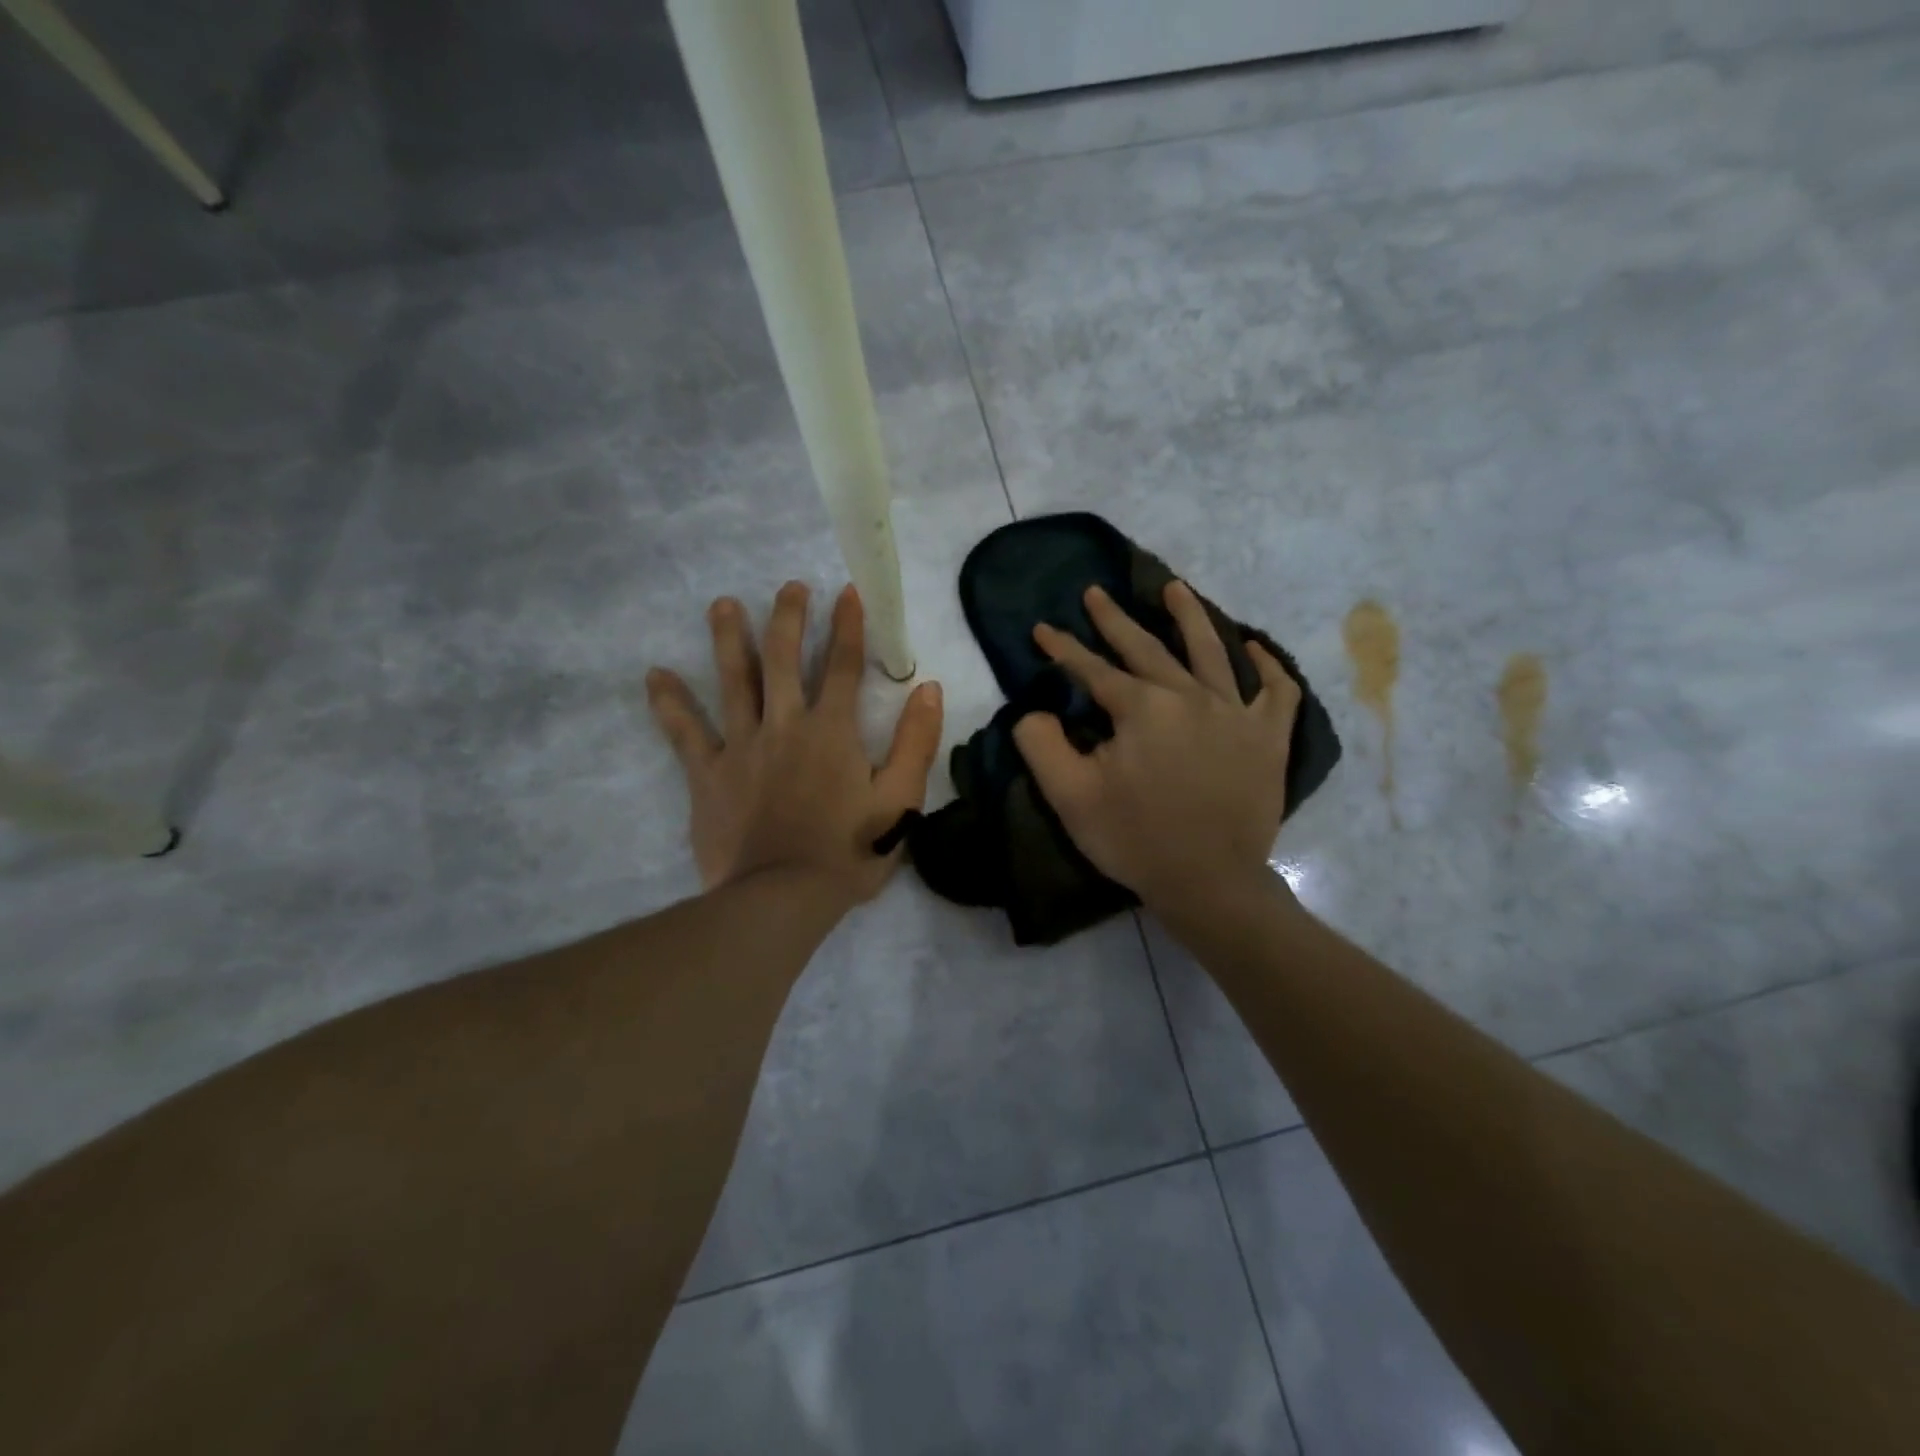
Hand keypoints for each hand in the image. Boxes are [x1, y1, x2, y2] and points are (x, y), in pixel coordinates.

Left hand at [646, 582, 943, 906]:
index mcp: (832, 732)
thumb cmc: (849, 852)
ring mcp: (742, 747)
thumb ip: (916, 742)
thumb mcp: (901, 801)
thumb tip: (929, 688)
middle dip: (789, 618)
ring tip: (722, 604)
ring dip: (729, 639)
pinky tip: (654, 676)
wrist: (783, 897)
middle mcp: (785, 725)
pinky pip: (685, 733)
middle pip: (784, 659)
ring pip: (733, 681)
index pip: (843, 666)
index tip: (848, 592)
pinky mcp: (709, 774)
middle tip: (789, 587)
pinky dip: (670, 704)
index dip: (849, 627)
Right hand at [1012, 581, 1299, 919]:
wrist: (1209, 883)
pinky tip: (1254, 648)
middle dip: (1114, 619)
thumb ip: (1041, 744)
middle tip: (1095, 592)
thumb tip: (1034, 711)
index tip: (1042, 629)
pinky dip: (1268, 666)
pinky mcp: (1268, 738)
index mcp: (1142, 708)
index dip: (1063, 649)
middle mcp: (1190, 696)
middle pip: (1147, 648)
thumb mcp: (1070, 796)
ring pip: (1212, 651)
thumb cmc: (1135, 840)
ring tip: (1175, 589)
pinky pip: (1276, 691)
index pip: (1093, 669)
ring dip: (1191, 616)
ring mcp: (1236, 713)